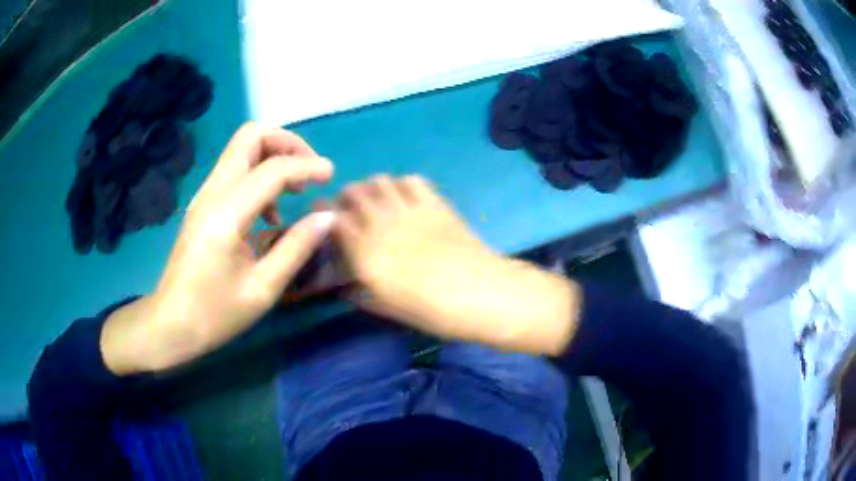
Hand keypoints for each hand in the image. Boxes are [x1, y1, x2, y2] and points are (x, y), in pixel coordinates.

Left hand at [101, 123, 334, 373]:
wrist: (171, 324)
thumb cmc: (214, 314)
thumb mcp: (262, 289)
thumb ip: (296, 248)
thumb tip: (327, 216)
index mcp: (226, 215)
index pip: (272, 169)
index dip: (307, 166)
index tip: (331, 177)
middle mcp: (212, 193)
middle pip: (250, 136)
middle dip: (286, 142)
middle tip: (308, 171)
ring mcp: (204, 196)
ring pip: (241, 148)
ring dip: (273, 156)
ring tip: (294, 190)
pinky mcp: (203, 204)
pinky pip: (235, 170)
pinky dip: (259, 173)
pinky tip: (269, 211)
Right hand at [333, 175, 578, 354]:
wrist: (481, 294)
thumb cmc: (434, 311)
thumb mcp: (391, 309)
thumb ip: (364, 295)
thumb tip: (348, 289)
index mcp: (367, 255)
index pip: (334, 222)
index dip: (323, 214)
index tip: (320, 215)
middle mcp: (382, 225)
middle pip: (353, 194)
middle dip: (344, 197)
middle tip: (346, 207)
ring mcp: (410, 210)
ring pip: (379, 181)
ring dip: (370, 187)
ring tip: (373, 198)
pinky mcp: (435, 203)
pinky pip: (411, 180)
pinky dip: (400, 184)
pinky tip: (403, 196)